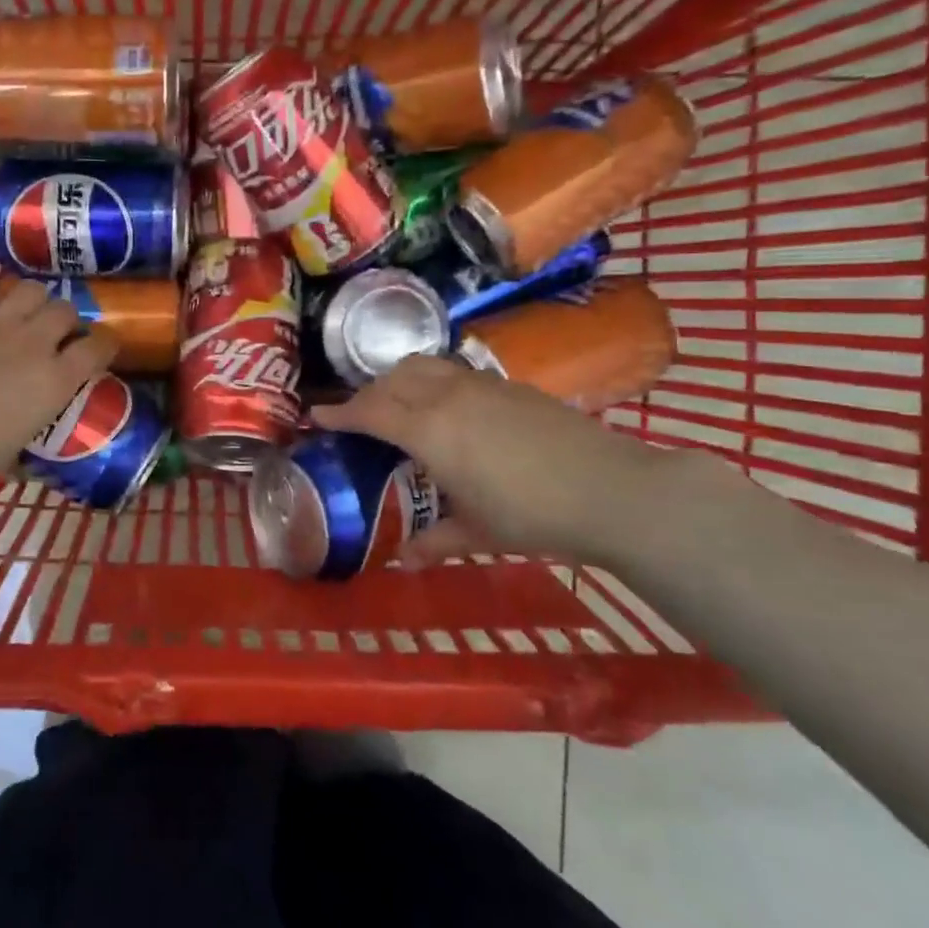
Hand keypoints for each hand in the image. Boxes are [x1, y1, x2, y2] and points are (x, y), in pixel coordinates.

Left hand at [0, 281, 117, 498]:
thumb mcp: (9, 456)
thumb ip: (24, 449)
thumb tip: (26, 465)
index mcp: (55, 381)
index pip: (98, 346)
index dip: (105, 342)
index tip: (101, 346)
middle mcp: (34, 344)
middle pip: (66, 310)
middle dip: (66, 320)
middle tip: (55, 334)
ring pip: (32, 290)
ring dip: (35, 301)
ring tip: (26, 315)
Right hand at [312, 357, 679, 566]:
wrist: (611, 489)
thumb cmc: (532, 516)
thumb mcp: (477, 533)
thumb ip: (434, 541)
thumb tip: (403, 561)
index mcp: (428, 430)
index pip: (370, 411)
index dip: (340, 413)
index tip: (317, 416)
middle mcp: (447, 397)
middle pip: (391, 380)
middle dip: (367, 395)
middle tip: (358, 417)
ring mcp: (481, 385)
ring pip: (424, 367)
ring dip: (399, 380)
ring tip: (398, 403)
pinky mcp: (510, 385)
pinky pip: (455, 372)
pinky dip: (434, 382)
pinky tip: (448, 408)